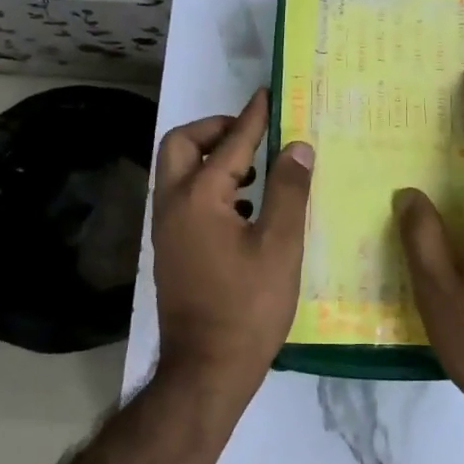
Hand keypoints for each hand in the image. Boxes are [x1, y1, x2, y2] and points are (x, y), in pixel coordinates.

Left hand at [151, 87, 314, 400]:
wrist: (206, 368)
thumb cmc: (248, 306)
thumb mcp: (280, 246)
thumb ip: (288, 190)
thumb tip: (297, 146)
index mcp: (199, 197)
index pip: (230, 142)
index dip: (253, 117)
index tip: (269, 95)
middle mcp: (172, 204)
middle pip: (180, 144)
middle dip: (214, 130)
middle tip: (251, 134)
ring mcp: (166, 228)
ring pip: (177, 171)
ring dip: (209, 157)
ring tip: (253, 168)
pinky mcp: (170, 248)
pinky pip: (183, 196)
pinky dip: (207, 185)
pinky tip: (243, 207)